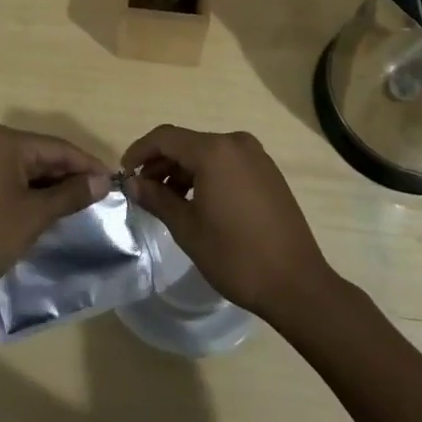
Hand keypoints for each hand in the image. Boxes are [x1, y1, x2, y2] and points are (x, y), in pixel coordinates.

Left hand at [0, 125, 110, 306]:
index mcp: (6, 141)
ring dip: (53, 186)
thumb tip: (103, 181)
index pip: (58, 147)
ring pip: (28, 169)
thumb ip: (70, 194)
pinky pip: (13, 180)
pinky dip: (33, 193)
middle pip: (43, 155)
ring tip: (83, 204)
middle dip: (71, 175)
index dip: (88, 164)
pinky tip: (52, 209)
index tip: (114, 181)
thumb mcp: (34, 215)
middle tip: (102, 196)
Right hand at [121, 124, 332, 322]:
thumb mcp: (187, 228)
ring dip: (183, 170)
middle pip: (187, 143)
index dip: (140, 151)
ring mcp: (256, 156)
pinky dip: (206, 175)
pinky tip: (197, 202)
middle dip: (161, 163)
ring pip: (207, 153)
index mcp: (214, 151)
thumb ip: (157, 199)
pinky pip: (227, 163)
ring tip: (167, 200)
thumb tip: (133, 183)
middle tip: (143, 190)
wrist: (296, 284)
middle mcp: (236, 143)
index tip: (124, 173)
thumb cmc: (236, 256)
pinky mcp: (268, 172)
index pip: (166, 137)